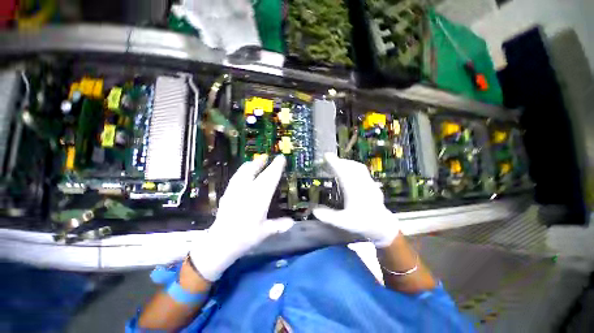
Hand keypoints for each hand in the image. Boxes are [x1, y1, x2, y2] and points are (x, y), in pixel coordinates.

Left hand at [190, 155, 293, 280]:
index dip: (276, 167)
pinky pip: (236, 178)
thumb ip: (279, 225)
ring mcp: (236, 191)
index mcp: (259, 198)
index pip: (270, 178)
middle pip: (257, 172)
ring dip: (251, 165)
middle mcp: (248, 191)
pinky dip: (241, 172)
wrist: (220, 243)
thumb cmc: (245, 237)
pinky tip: (242, 172)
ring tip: (255, 160)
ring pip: (244, 173)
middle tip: (268, 156)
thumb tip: (292, 222)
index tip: (281, 158)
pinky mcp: (227, 194)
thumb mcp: (265, 232)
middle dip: (264, 163)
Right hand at [313, 153, 399, 247]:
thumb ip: (328, 216)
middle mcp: (362, 183)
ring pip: (358, 167)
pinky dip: (354, 167)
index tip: (326, 156)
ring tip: (339, 164)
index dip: (334, 163)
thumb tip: (314, 210)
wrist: (382, 226)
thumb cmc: (362, 223)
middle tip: (330, 160)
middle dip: (339, 161)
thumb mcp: (343, 222)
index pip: (342, 172)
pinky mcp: (372, 185)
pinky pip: (363, 171)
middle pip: (350, 166)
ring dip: (347, 163)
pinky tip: (351, 171)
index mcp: (353, 190)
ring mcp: (369, 183)